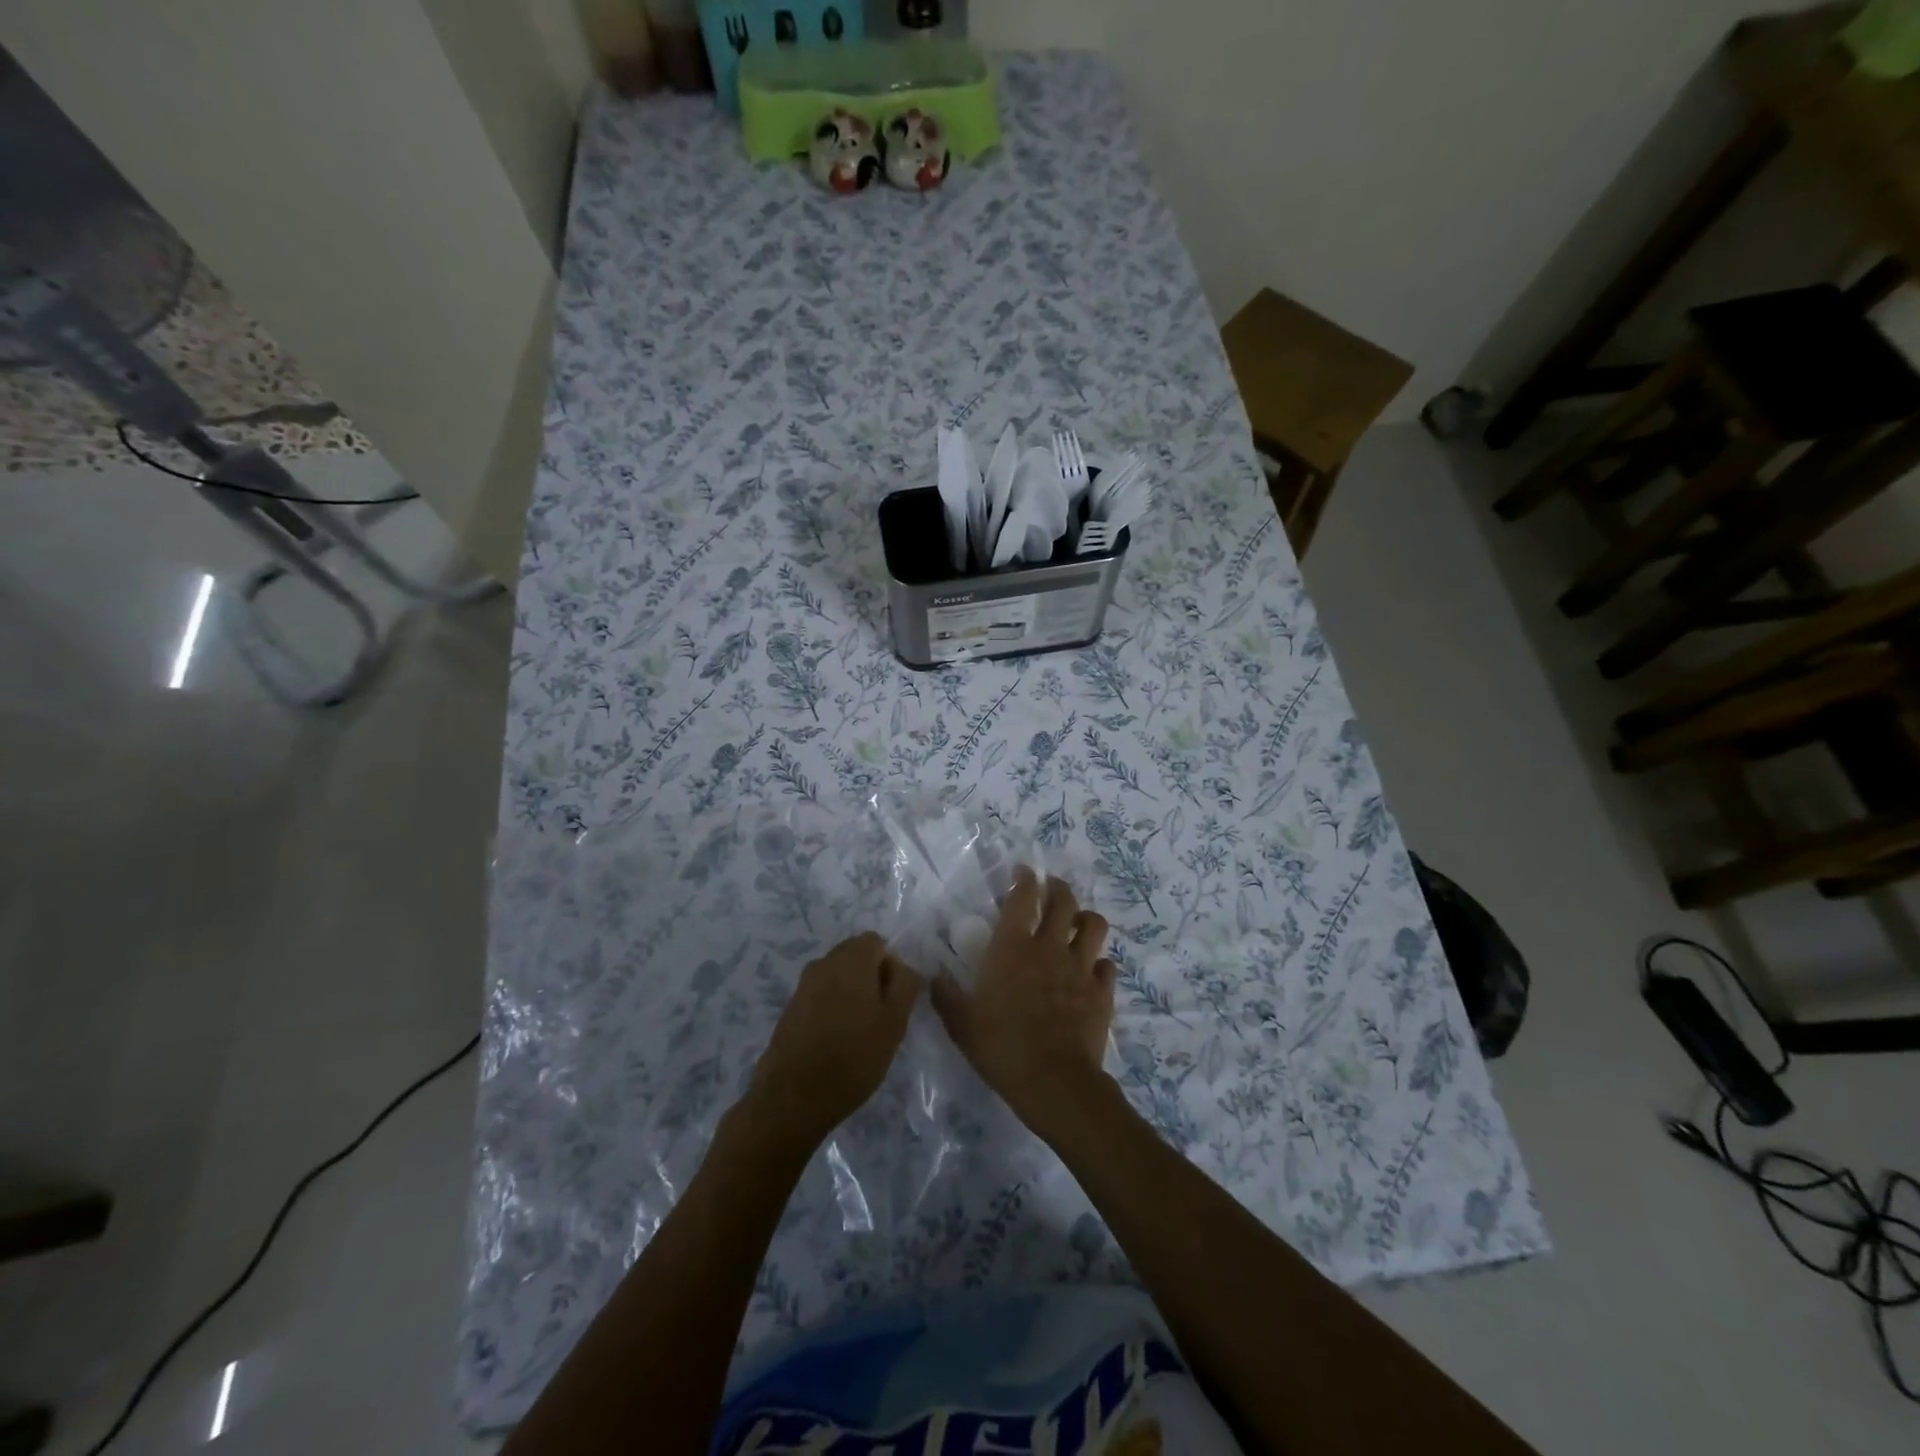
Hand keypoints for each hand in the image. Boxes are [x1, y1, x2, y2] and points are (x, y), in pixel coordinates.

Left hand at [745, 932, 921, 1148]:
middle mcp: (824, 962)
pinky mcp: (791, 1007)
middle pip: (856, 956)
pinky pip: (821, 994)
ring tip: (861, 1033)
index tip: (895, 1000)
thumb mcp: (894, 1023)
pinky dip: (834, 1008)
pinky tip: (837, 1041)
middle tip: (882, 1018)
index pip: (877, 942)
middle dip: (872, 979)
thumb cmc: (852, 1058)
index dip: (892, 966)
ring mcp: (803, 984)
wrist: (792, 1098)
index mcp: (851, 959)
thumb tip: (905, 966)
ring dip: (853, 994)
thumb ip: (905, 985)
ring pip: (838, 976)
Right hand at [931, 868, 1115, 1138]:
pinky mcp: (1102, 991)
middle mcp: (1048, 947)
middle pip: (1063, 901)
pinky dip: (1100, 964)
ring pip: (1093, 925)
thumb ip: (947, 996)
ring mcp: (1080, 967)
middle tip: (1052, 889)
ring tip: (1078, 923)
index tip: (1023, 872)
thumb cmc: (1002, 1048)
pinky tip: (1092, 971)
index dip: (1024, 879)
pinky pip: (1107, 966)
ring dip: (1085, 918)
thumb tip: (934, 976)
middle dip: (1058, 888)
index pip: (1022, 897)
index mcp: (1011, 948)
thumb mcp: (962, 1024)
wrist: (1054, 1082)